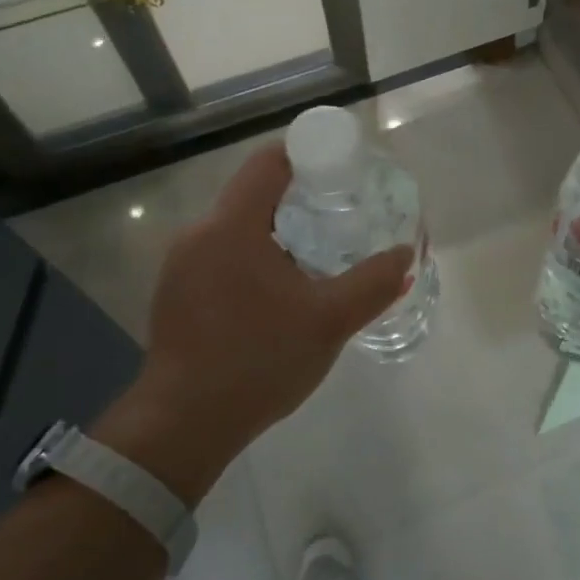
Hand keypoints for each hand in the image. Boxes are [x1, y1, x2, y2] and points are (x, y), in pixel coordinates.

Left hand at [91, 143, 411, 503]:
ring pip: (237, 227)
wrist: (183, 424)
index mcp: (231, 225)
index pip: (269, 162)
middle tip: (341, 217)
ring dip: (277, 232)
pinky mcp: (175, 293)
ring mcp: (180, 265)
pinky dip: (254, 257)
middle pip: (254, 193)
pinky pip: (221, 255)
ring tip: (316, 256)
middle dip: (299, 198)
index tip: (343, 172)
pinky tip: (278, 293)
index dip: (308, 155)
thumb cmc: (258, 360)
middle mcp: (199, 233)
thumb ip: (373, 282)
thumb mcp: (329, 321)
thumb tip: (405, 253)